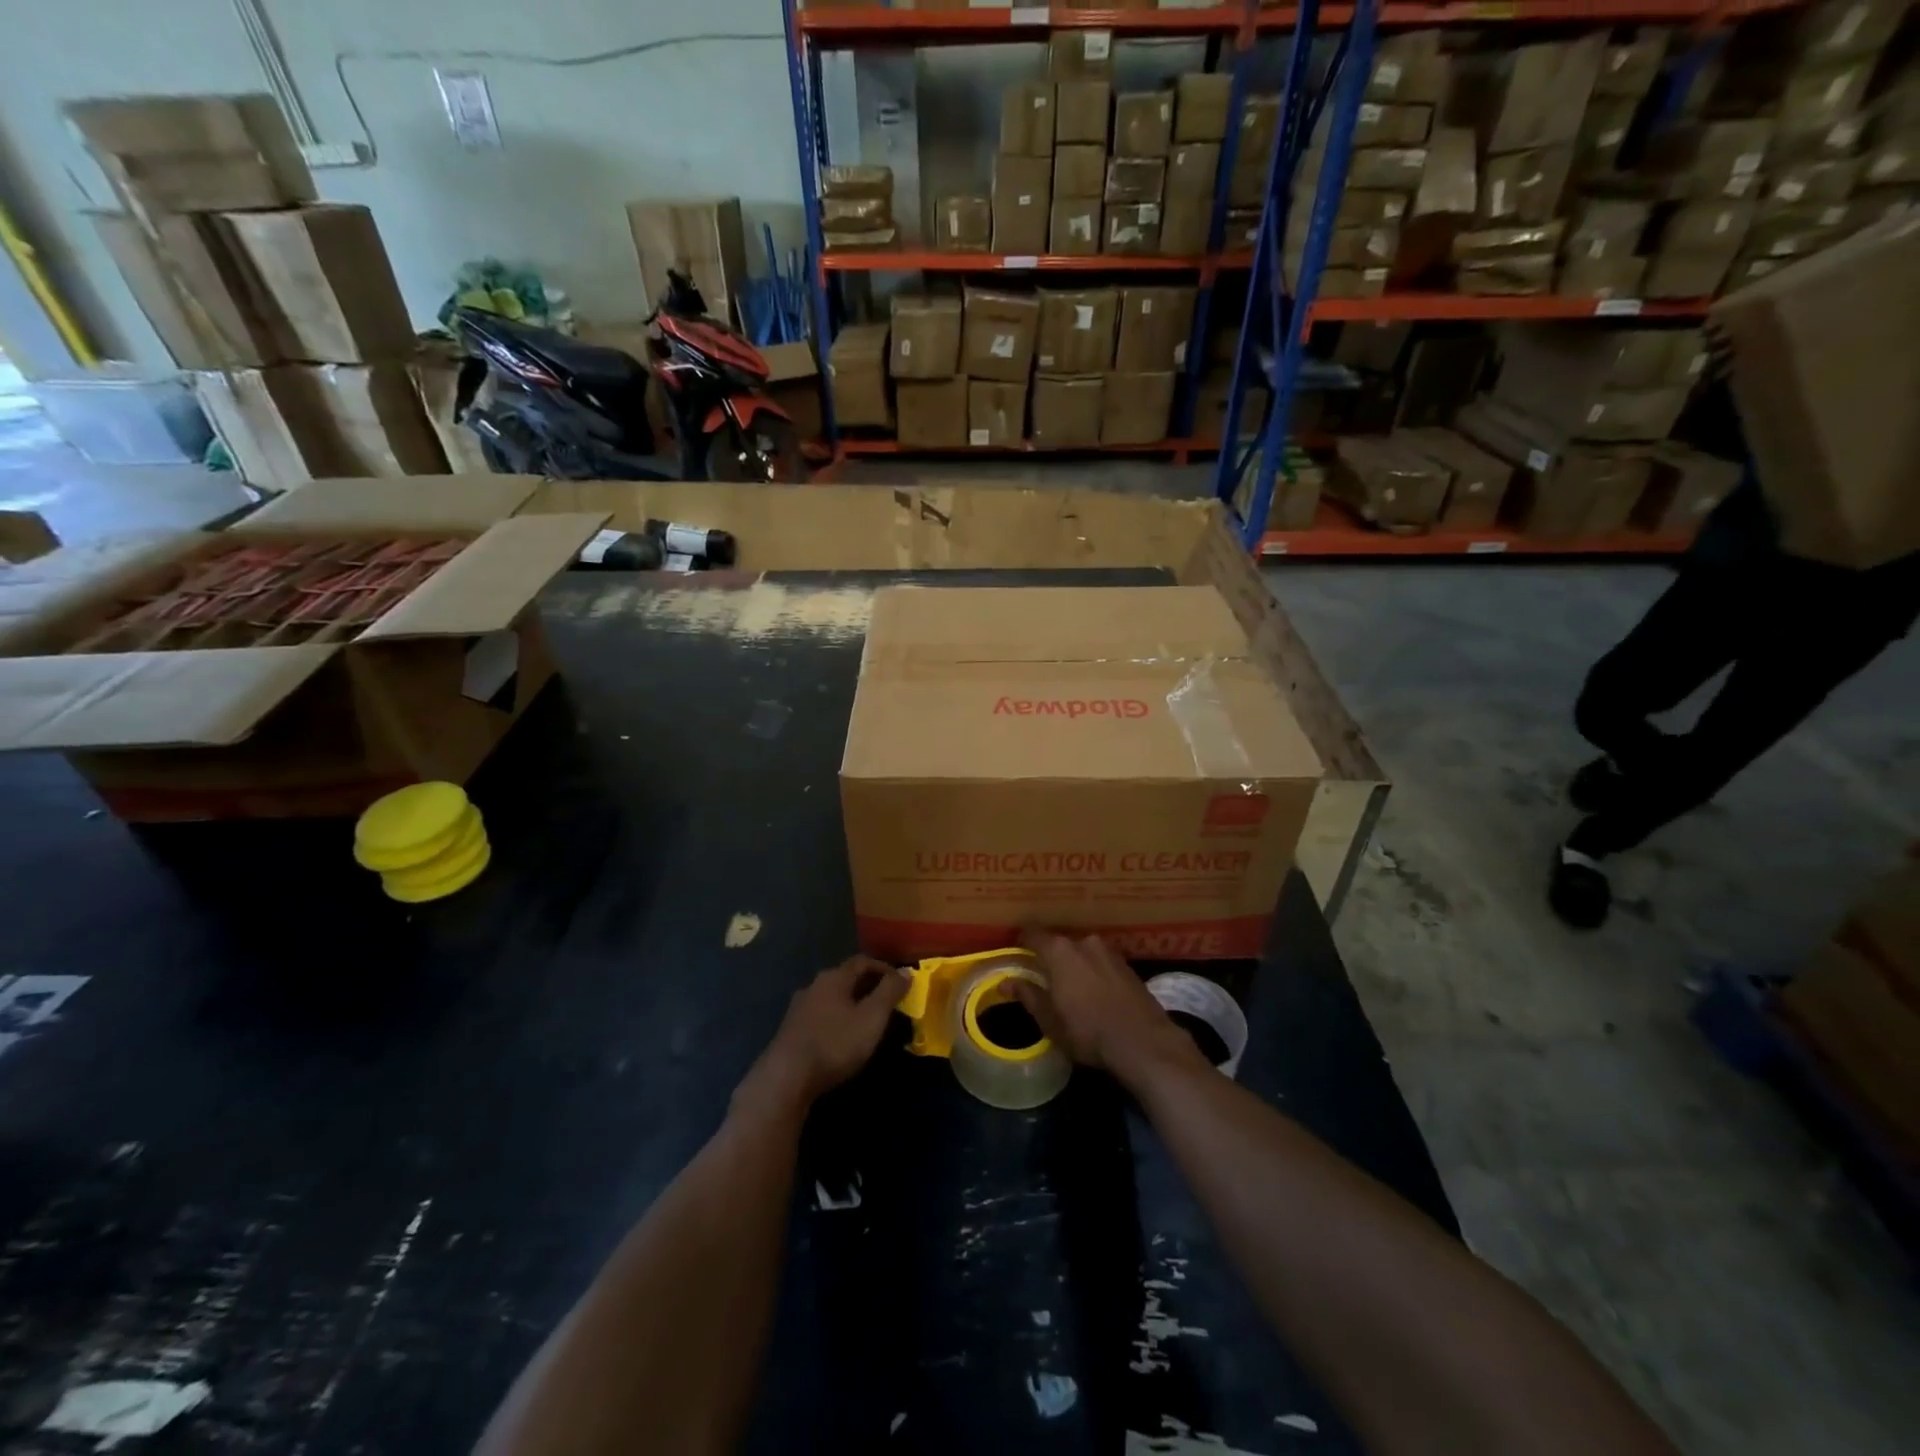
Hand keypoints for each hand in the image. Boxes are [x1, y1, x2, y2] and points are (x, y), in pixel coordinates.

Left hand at [735, 956, 906, 1113]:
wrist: (786, 1078)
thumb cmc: (835, 1043)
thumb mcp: (872, 1017)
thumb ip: (889, 992)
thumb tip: (906, 971)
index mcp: (834, 977)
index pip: (862, 961)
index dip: (884, 968)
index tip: (900, 982)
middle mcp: (814, 985)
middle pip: (845, 977)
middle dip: (868, 986)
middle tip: (887, 1001)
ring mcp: (799, 1008)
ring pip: (832, 997)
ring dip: (851, 1003)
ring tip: (867, 1020)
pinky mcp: (791, 1030)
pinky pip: (821, 1015)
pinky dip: (837, 1018)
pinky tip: (842, 1036)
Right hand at [1014, 930, 1207, 1088]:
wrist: (1145, 1043)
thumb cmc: (1088, 1032)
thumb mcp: (1050, 1020)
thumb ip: (1028, 995)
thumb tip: (1006, 982)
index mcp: (1059, 951)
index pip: (1032, 934)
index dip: (1021, 942)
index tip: (1015, 952)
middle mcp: (1084, 942)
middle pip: (1059, 944)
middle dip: (1050, 958)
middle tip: (1043, 978)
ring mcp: (1109, 952)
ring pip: (1082, 953)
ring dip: (1075, 966)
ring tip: (1071, 989)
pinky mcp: (1128, 966)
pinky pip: (1101, 963)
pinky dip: (1094, 973)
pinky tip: (1095, 994)